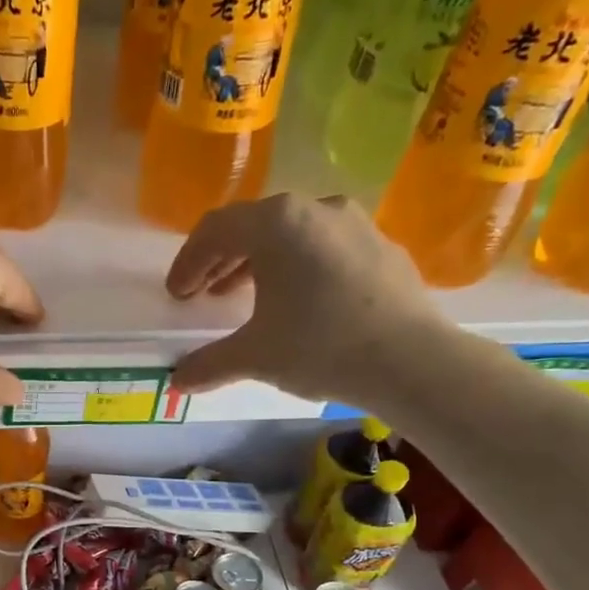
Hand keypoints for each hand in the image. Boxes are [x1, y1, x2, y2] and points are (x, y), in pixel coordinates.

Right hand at [166, 194, 454, 404]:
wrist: (411, 360)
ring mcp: (355, 223)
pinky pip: (326, 247)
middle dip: (222, 260)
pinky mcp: (382, 246)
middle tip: (204, 293)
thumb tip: (178, 381)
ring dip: (260, 262)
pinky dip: (300, 267)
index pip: (216, 230)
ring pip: (293, 234)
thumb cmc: (320, 346)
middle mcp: (315, 208)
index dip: (189, 261)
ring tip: (245, 297)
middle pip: (254, 226)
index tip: (177, 294)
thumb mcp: (254, 356)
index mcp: (277, 224)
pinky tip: (300, 302)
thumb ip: (209, 364)